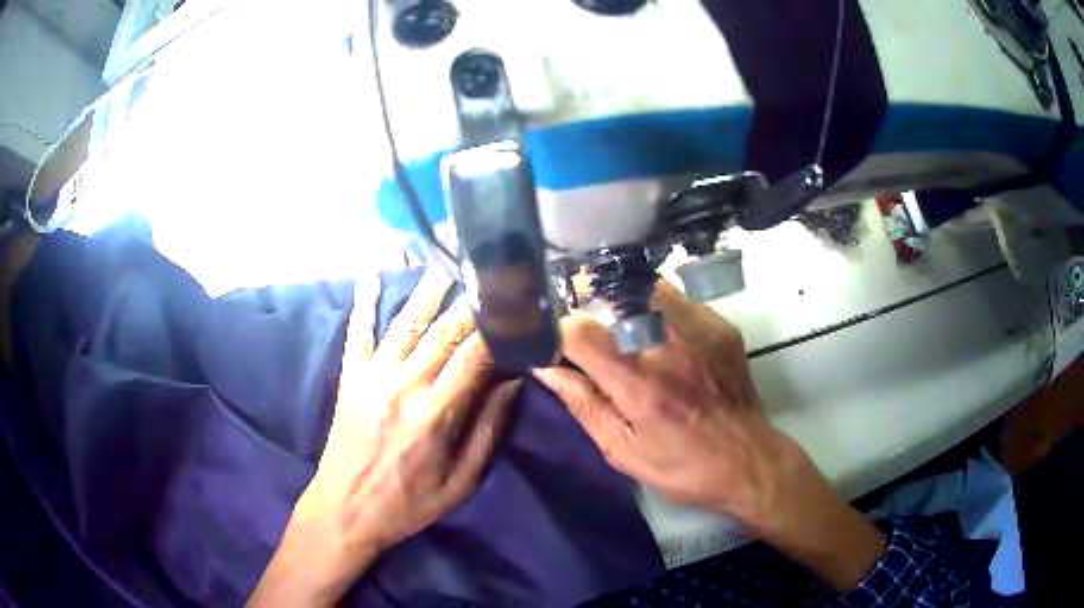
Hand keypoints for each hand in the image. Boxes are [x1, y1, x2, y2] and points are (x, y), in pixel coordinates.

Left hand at [250, 270, 517, 605]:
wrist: (345, 508)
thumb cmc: (408, 502)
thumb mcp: (461, 481)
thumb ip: (488, 429)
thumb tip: (512, 382)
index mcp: (436, 413)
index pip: (475, 356)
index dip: (498, 328)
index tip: (516, 306)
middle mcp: (404, 384)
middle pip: (443, 331)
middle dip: (470, 299)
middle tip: (490, 268)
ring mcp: (373, 376)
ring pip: (406, 321)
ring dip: (428, 288)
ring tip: (446, 257)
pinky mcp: (351, 376)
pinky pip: (359, 332)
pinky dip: (364, 302)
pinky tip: (372, 275)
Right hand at [533, 280, 884, 591]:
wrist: (749, 461)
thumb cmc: (682, 466)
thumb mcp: (623, 451)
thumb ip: (584, 405)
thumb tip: (547, 369)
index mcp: (638, 383)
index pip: (579, 332)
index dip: (560, 334)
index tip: (561, 347)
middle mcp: (667, 345)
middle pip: (612, 298)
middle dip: (593, 311)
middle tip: (593, 336)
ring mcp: (699, 330)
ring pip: (645, 289)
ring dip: (627, 305)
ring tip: (627, 332)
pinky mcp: (720, 326)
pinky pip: (677, 300)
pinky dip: (658, 311)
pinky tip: (663, 337)